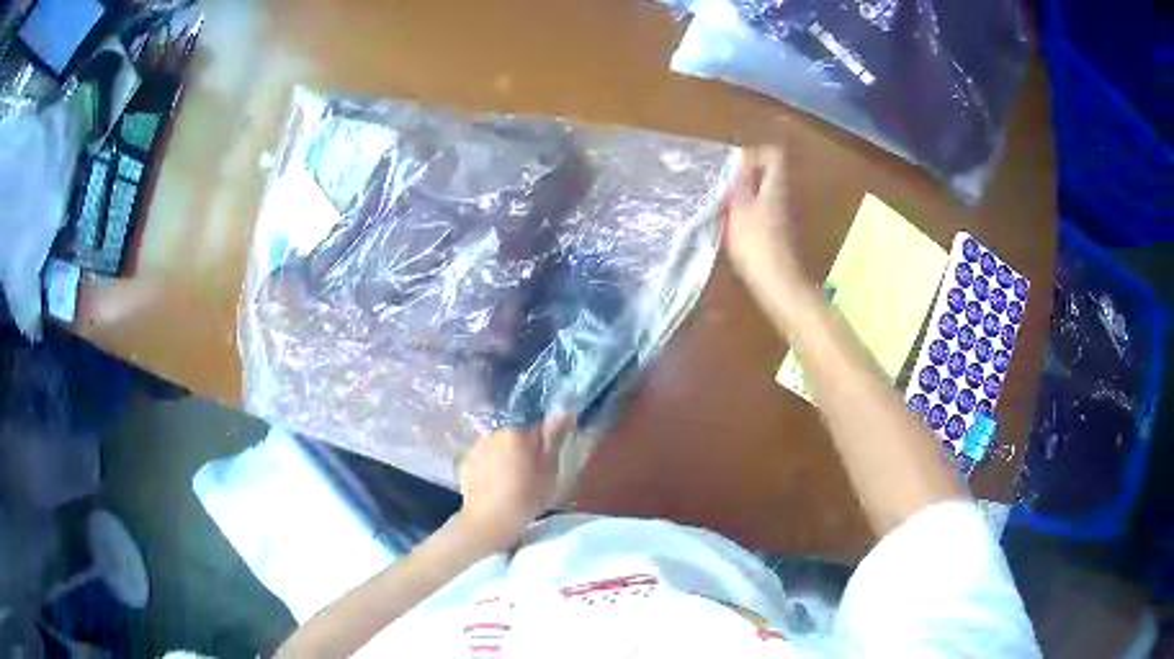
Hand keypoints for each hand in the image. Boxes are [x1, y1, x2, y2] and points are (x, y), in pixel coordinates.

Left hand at [457, 414, 575, 549]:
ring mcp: (477, 446)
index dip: (544, 445)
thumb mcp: (549, 471)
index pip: (537, 428)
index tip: (547, 463)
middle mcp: (494, 432)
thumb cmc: (526, 497)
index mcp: (517, 432)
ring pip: (498, 446)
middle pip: (515, 436)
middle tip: (530, 473)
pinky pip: (484, 458)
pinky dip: (490, 466)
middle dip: (523, 449)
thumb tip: (565, 413)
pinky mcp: (465, 462)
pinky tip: (494, 484)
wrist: (489, 521)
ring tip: (510, 481)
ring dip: (505, 456)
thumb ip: (555, 439)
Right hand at [723, 146, 810, 302]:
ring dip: (743, 196)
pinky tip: (731, 227)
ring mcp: (782, 214)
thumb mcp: (739, 207)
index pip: (773, 154)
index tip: (733, 169)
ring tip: (723, 207)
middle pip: (767, 173)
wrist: (776, 282)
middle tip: (723, 188)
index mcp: (776, 185)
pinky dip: (747, 213)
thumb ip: (740, 183)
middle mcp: (784, 195)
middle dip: (744, 176)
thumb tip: (739, 164)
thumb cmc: (755, 243)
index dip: (753, 155)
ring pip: (762, 192)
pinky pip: (761, 211)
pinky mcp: (777, 232)